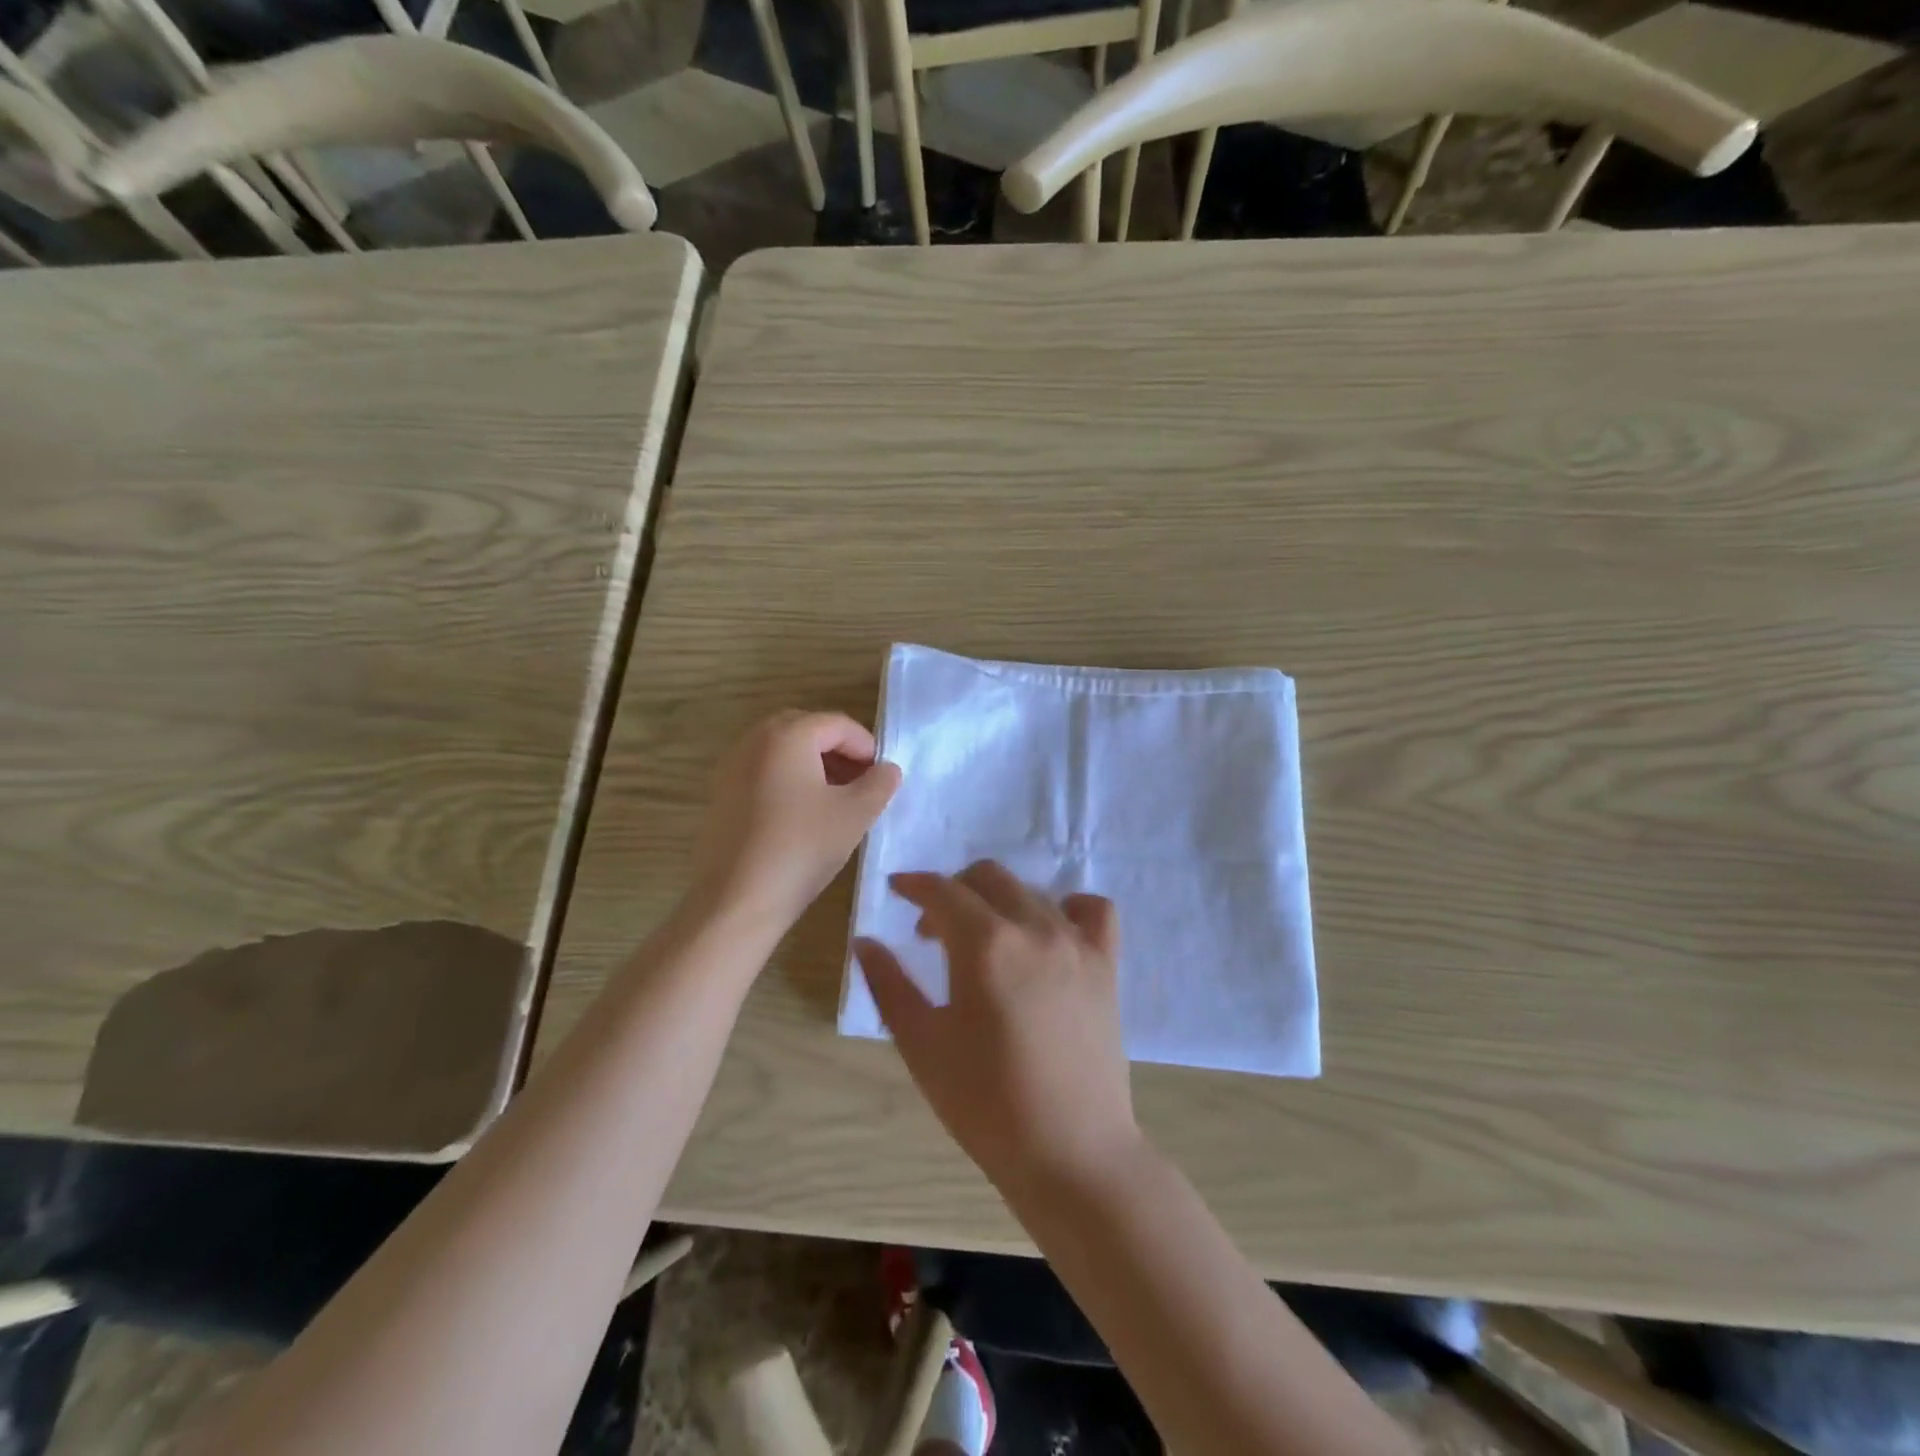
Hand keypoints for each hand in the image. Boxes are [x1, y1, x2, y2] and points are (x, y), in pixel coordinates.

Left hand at [690, 710, 900, 934]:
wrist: (736, 900)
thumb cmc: (801, 848)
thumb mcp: (855, 815)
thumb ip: (879, 784)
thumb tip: (887, 769)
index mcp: (787, 735)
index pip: (837, 724)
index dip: (866, 746)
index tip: (882, 776)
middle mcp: (754, 741)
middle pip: (807, 730)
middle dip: (838, 750)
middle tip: (861, 782)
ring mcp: (732, 767)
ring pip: (783, 751)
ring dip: (814, 764)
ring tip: (837, 799)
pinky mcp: (722, 794)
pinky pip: (764, 771)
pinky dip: (789, 780)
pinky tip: (804, 815)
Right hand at [854, 862, 1140, 1195]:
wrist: (1070, 1153)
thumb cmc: (985, 1104)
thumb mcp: (922, 1044)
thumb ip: (889, 984)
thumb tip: (865, 941)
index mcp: (985, 944)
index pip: (942, 890)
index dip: (914, 884)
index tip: (896, 890)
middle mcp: (1034, 927)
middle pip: (987, 878)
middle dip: (952, 891)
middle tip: (932, 932)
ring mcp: (1076, 942)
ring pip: (1031, 891)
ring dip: (998, 902)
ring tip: (984, 940)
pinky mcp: (1107, 964)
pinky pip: (1093, 910)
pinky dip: (1067, 907)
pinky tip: (1049, 932)